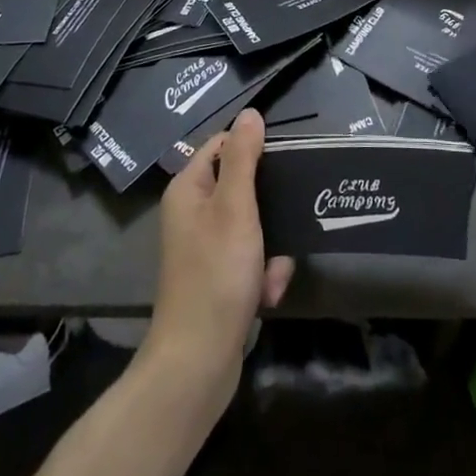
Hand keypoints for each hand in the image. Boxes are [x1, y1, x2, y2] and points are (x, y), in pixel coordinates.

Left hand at [146, 109, 292, 394]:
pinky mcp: (219, 277)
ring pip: (255, 224)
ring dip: (272, 246)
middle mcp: (193, 212)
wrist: (198, 362)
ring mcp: (205, 247)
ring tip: (272, 271)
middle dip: (271, 207)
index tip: (286, 161)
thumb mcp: (235, 208)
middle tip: (286, 219)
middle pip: (243, 185)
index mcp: (189, 188)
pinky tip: (268, 294)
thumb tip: (250, 113)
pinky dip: (264, 273)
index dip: (254, 149)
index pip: (224, 145)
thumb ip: (244, 158)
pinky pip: (252, 258)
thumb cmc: (216, 274)